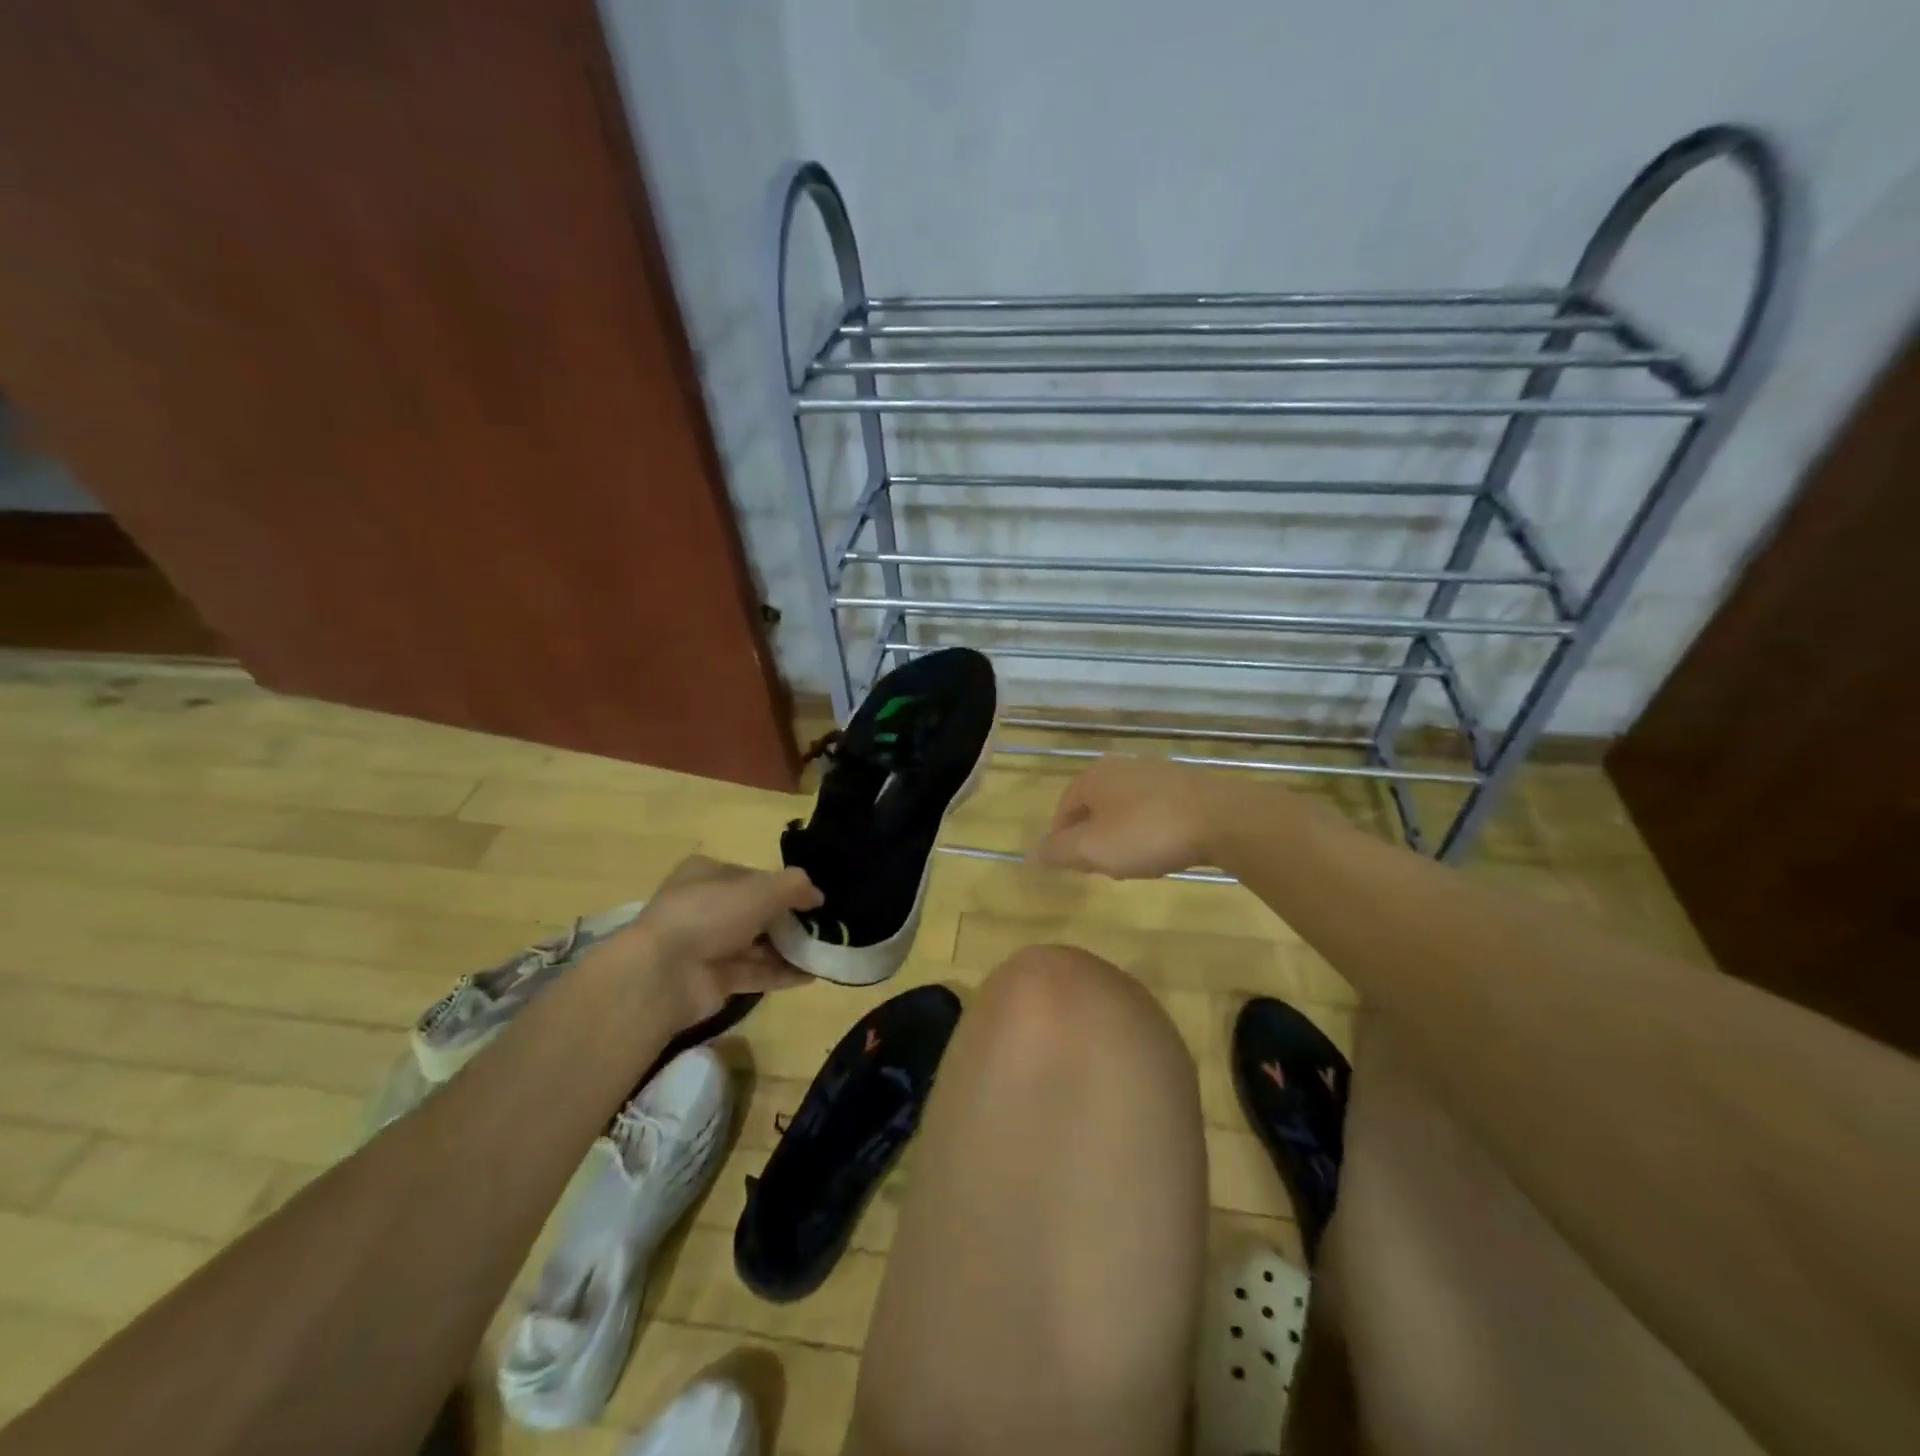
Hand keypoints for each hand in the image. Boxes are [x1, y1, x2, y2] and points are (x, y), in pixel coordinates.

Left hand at [620, 856, 822, 1025]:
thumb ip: (795, 887)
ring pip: (756, 944)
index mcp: (707, 874)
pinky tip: (811, 975)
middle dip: (788, 920)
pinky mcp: (712, 980)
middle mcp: (705, 907)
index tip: (812, 899)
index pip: (752, 876)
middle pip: (755, 911)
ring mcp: (706, 946)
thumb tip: (818, 895)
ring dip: (788, 948)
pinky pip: (753, 973)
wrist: (662, 975)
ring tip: (823, 951)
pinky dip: (781, 974)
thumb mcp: (761, 889)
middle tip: (822, 927)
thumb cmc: (710, 914)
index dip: (782, 885)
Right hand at [1033, 758, 1224, 878]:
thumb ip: (1058, 851)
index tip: (1071, 867)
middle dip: (1093, 838)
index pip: (1063, 809)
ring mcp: (1157, 773)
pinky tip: (1164, 850)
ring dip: (1122, 835)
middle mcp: (1122, 767)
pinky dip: (1150, 830)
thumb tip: (1032, 853)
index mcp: (1094, 777)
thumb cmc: (1147, 833)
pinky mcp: (1187, 785)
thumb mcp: (1093, 849)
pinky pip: (1155, 810)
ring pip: (1125, 809)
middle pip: (1094, 807)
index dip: (1061, 840)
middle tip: (1100, 867)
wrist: (1223, 819)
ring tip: (1133, 863)